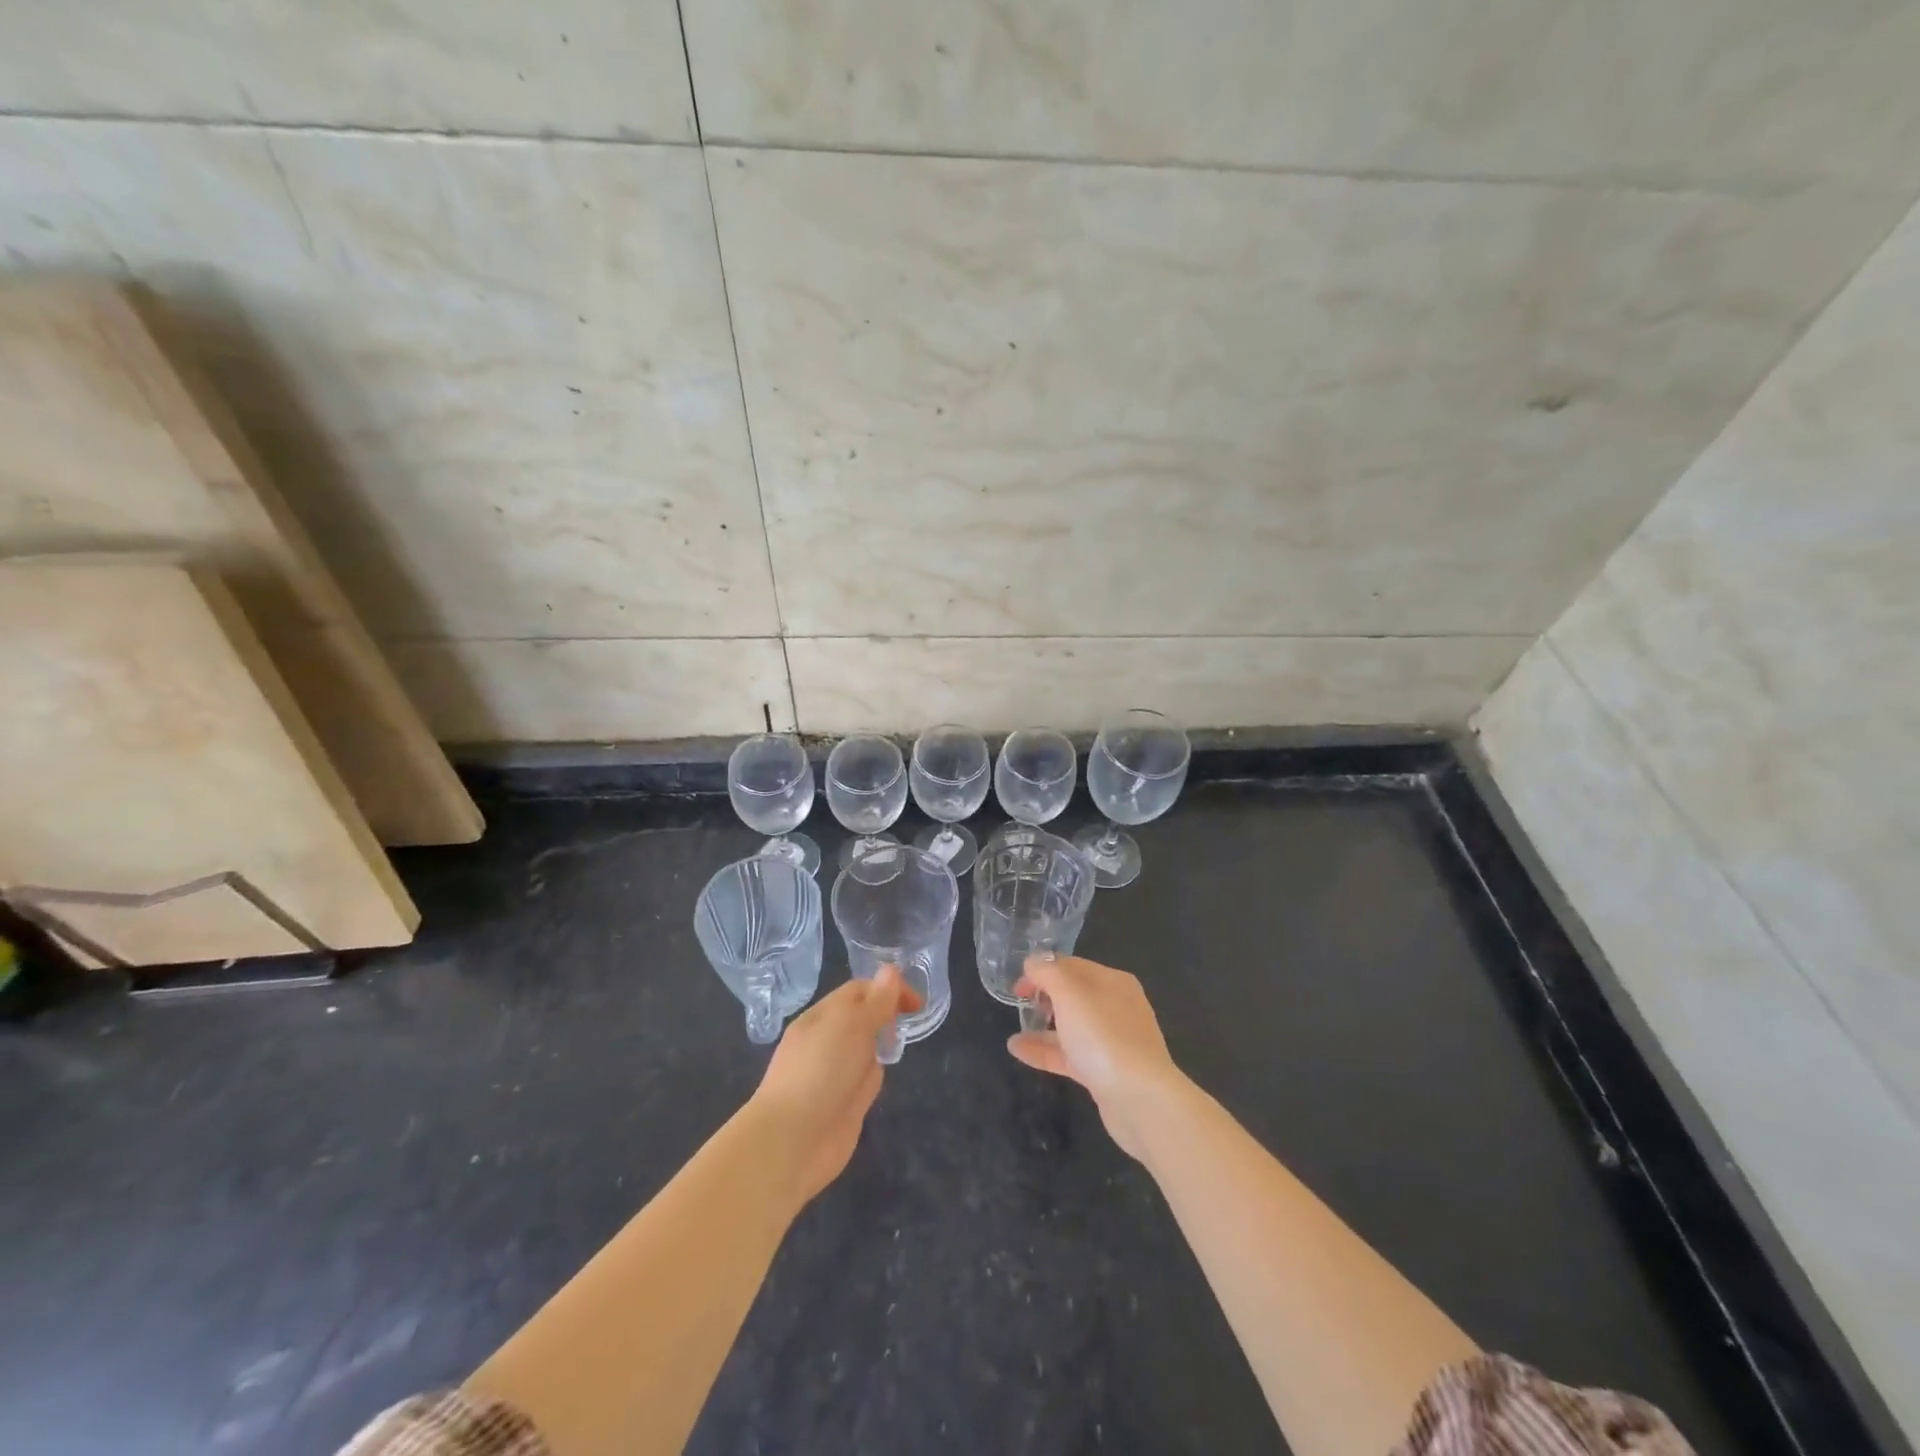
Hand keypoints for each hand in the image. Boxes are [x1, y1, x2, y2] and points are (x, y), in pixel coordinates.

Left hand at [747, 966, 922, 1204]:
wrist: (793, 1141)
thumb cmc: (820, 1071)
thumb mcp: (851, 1026)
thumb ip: (875, 1001)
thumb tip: (891, 970)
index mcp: (822, 1016)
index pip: (859, 991)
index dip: (888, 989)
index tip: (917, 1003)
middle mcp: (827, 1041)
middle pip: (863, 1017)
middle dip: (886, 1014)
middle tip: (911, 1018)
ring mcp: (835, 1073)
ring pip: (866, 1048)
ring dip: (881, 1043)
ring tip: (900, 1040)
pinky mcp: (844, 1104)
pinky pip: (866, 1079)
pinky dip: (876, 1075)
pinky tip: (884, 1078)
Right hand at [1007, 954, 1186, 1160]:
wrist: (1140, 1099)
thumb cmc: (1103, 1036)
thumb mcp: (1070, 993)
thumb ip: (1047, 972)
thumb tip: (1033, 962)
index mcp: (1113, 982)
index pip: (1072, 965)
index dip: (1042, 969)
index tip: (1017, 984)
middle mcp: (1116, 1007)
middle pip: (1073, 995)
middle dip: (1044, 997)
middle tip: (1018, 1004)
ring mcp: (1112, 1041)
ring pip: (1071, 1027)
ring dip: (1042, 1026)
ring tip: (1014, 1033)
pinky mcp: (1105, 1072)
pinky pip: (1070, 1055)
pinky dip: (1046, 1051)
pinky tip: (1019, 1051)